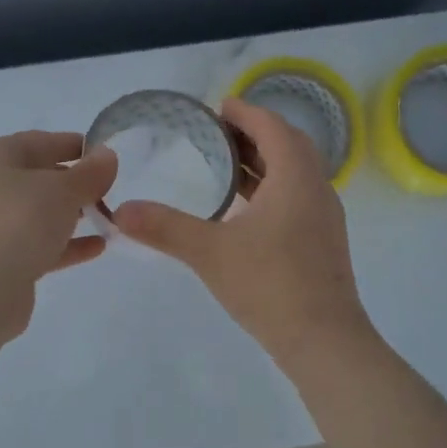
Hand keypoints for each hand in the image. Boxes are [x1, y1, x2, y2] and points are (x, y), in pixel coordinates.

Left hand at [0, 131, 118, 339]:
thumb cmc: (19, 222)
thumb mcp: (64, 190)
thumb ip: (91, 172)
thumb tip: (107, 156)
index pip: (43, 141)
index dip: (77, 146)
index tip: (109, 157)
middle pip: (40, 177)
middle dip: (77, 183)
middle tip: (112, 192)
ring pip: (40, 212)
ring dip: (73, 214)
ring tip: (109, 219)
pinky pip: (39, 242)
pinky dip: (67, 243)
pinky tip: (98, 247)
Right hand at [112, 98, 375, 365]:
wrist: (324, 341)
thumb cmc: (270, 285)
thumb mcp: (210, 253)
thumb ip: (165, 228)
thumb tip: (121, 211)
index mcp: (295, 177)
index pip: (272, 127)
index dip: (246, 112)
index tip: (219, 106)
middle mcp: (316, 188)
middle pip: (288, 144)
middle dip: (255, 132)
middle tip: (218, 132)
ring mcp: (324, 215)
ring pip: (295, 171)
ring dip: (265, 160)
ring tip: (226, 164)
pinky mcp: (323, 239)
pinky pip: (298, 194)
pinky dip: (273, 186)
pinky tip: (245, 208)